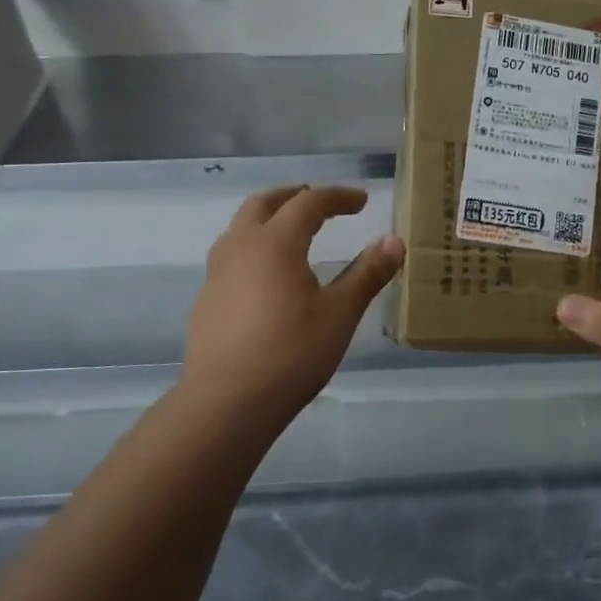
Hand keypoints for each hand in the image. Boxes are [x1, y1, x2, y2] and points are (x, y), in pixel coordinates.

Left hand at [181, 187, 404, 424]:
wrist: (227, 404)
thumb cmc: (292, 354)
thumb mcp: (340, 314)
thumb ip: (368, 274)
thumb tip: (394, 241)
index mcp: (275, 243)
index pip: (308, 203)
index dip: (337, 197)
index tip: (361, 201)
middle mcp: (240, 248)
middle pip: (263, 203)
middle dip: (293, 196)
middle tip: (318, 202)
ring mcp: (216, 275)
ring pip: (239, 228)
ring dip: (267, 219)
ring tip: (291, 234)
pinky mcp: (206, 301)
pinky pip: (230, 257)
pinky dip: (253, 249)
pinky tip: (266, 278)